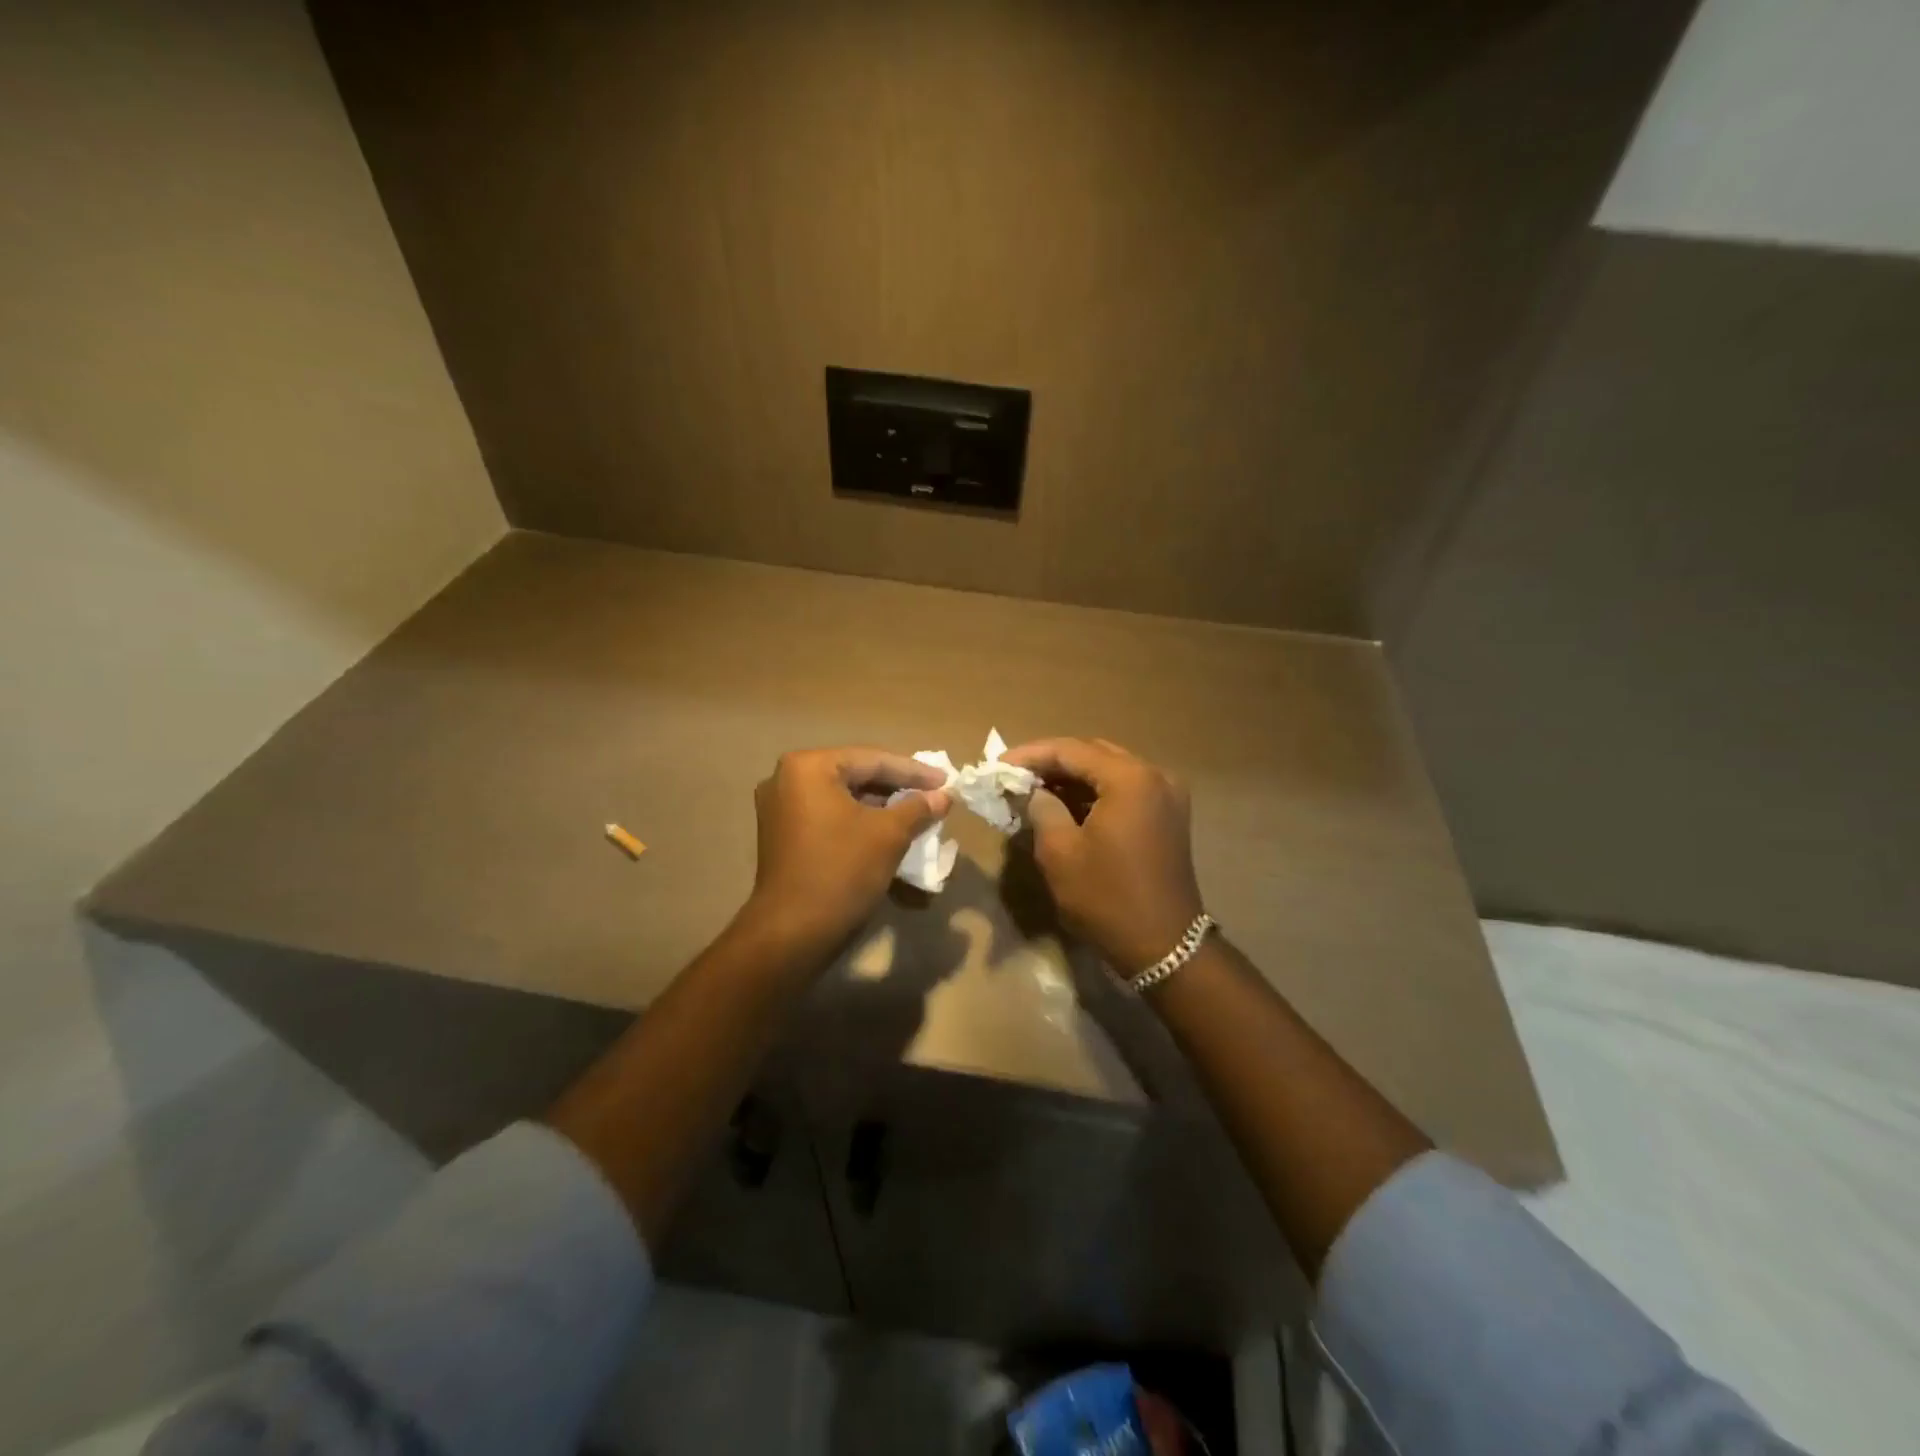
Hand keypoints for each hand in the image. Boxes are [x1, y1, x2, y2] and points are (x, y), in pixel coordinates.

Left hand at [743, 746, 950, 959]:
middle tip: (933, 794)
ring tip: (916, 812)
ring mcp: (780, 807)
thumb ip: (918, 807)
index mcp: (808, 767)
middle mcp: (787, 778)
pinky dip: (858, 820)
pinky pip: (828, 815)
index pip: (872, 760)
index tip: (946, 780)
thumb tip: (944, 796)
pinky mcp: (782, 834)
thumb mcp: (889, 835)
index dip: (914, 771)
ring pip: (842, 797)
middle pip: (855, 775)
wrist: (793, 933)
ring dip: (879, 805)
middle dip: (896, 787)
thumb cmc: (842, 871)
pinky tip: (886, 829)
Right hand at [1000, 737, 1204, 973]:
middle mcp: (1154, 776)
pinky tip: (1065, 805)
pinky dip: (1094, 793)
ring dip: (1073, 777)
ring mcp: (1166, 795)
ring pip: (1109, 771)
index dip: (1031, 754)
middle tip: (1015, 776)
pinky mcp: (1168, 815)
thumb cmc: (1107, 898)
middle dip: (1052, 762)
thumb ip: (1042, 808)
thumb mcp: (1060, 852)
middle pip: (1093, 754)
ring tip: (1034, 790)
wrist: (1165, 946)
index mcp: (1129, 779)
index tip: (998, 764)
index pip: (1071, 750)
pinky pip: (1124, 790)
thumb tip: (1035, 791)